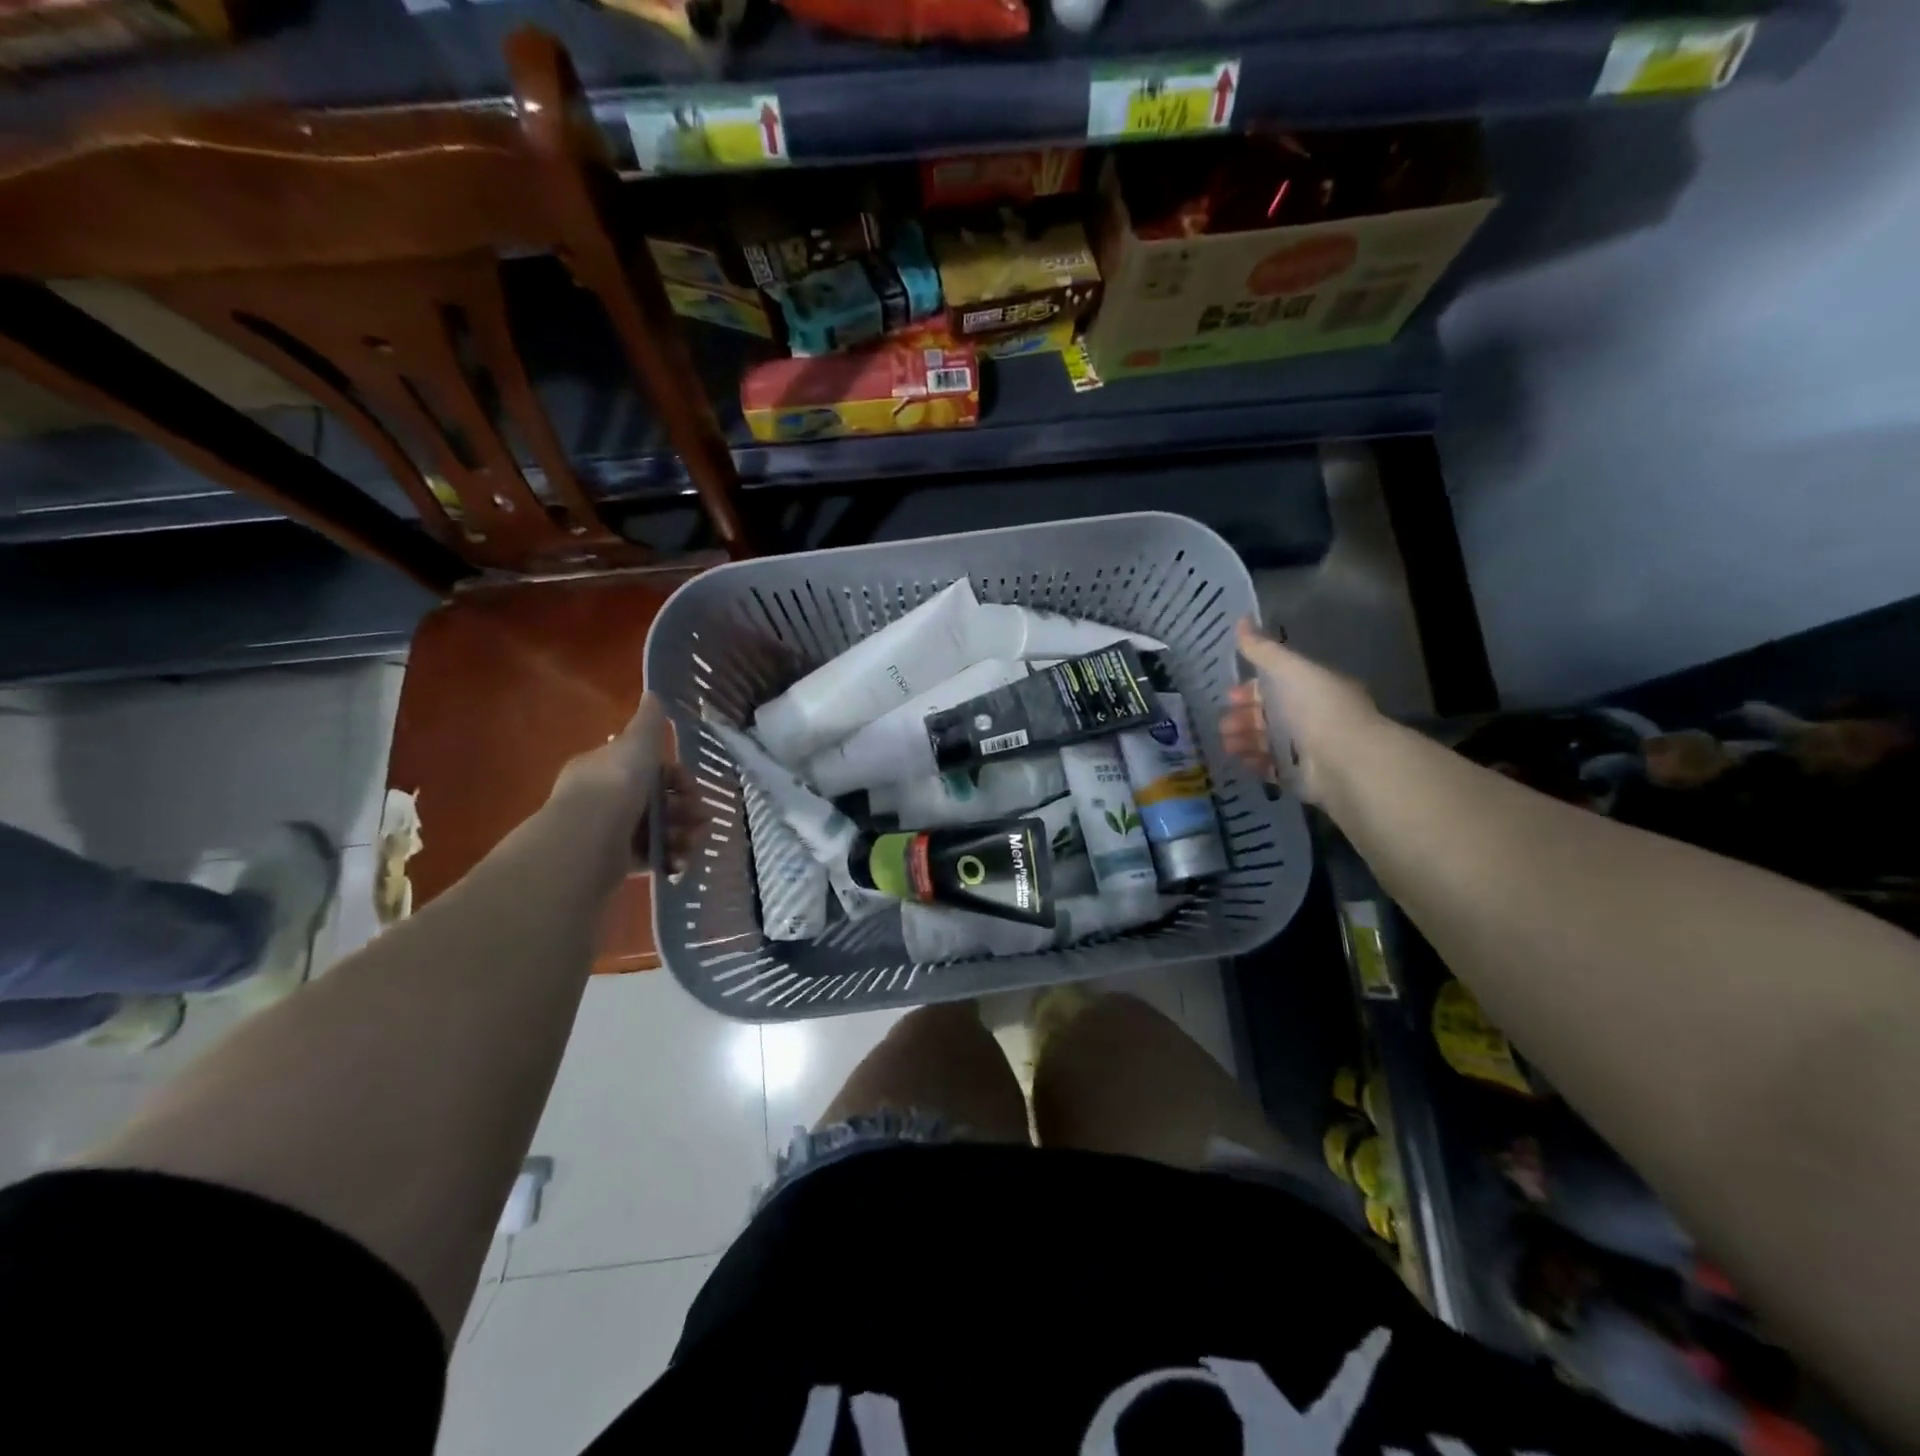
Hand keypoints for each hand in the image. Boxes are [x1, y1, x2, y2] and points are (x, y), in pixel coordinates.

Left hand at [550, 692, 699, 873]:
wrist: (588, 838)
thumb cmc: (616, 784)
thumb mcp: (638, 744)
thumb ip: (648, 722)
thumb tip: (653, 693)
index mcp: (606, 767)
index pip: (647, 768)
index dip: (677, 777)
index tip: (695, 787)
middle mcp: (605, 798)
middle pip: (656, 801)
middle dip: (685, 809)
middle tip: (704, 819)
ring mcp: (608, 831)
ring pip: (656, 829)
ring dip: (682, 835)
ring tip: (695, 843)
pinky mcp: (613, 861)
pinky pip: (649, 857)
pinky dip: (668, 859)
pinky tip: (681, 862)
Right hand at [1222, 618, 1382, 805]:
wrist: (1344, 759)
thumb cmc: (1317, 708)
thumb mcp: (1289, 670)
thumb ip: (1263, 650)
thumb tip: (1241, 619)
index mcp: (1311, 689)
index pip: (1275, 686)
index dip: (1250, 690)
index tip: (1229, 696)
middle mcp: (1310, 717)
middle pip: (1268, 715)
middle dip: (1241, 717)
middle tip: (1223, 724)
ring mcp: (1306, 748)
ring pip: (1266, 741)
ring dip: (1243, 740)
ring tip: (1228, 744)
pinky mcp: (1300, 776)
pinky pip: (1271, 768)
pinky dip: (1255, 763)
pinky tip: (1241, 761)